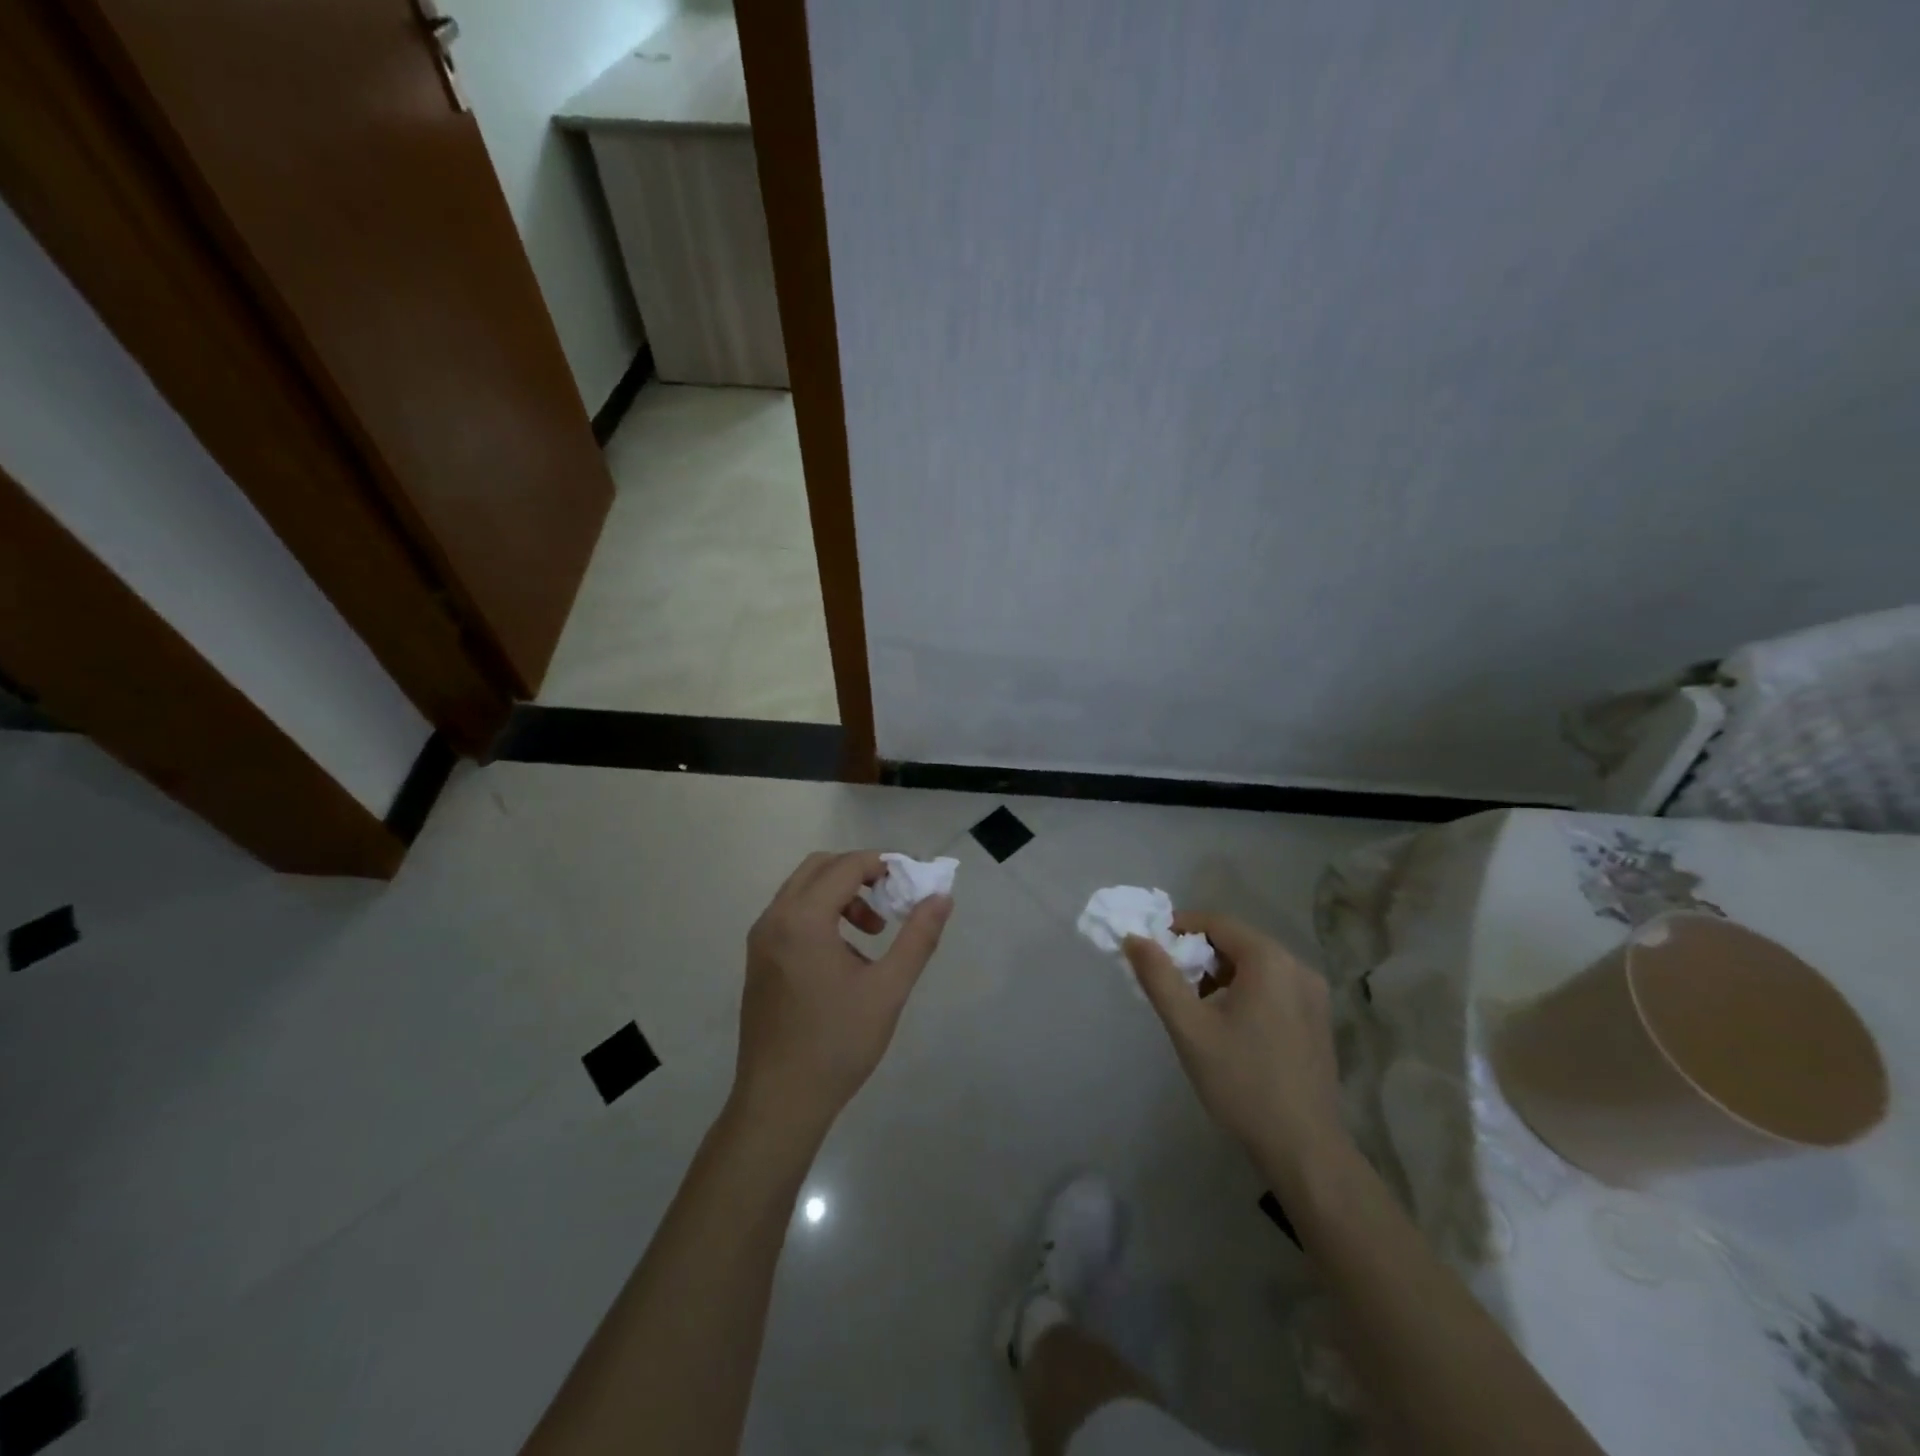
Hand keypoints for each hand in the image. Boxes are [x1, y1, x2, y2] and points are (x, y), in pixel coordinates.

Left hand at [733, 851, 952, 1138]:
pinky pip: (791, 915)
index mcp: (803, 919)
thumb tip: (941, 898)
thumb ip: (918, 937)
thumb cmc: (838, 1044)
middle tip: (891, 900)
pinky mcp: (758, 960)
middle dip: (859, 874)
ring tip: (872, 934)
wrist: (780, 1102)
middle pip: (820, 867)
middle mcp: (774, 919)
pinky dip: (820, 915)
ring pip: (802, 891)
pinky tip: (845, 957)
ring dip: (840, 895)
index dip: (883, 865)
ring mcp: (760, 940)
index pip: (846, 866)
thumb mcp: (889, 989)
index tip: (912, 883)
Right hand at [1125, 913, 1348, 1188]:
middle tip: (1170, 983)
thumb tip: (1134, 938)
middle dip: (1198, 955)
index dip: (1179, 928)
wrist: (1303, 1148)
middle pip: (1237, 942)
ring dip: (1220, 975)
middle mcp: (1297, 967)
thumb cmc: (1241, 1081)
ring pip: (1255, 966)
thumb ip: (1158, 976)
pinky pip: (1273, 987)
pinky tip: (1228, 1026)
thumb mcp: (1188, 1027)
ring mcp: (1314, 995)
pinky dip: (1244, 991)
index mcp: (1269, 960)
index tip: (1151, 950)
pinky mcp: (1318, 1019)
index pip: (1216, 923)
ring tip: (1194, 1008)